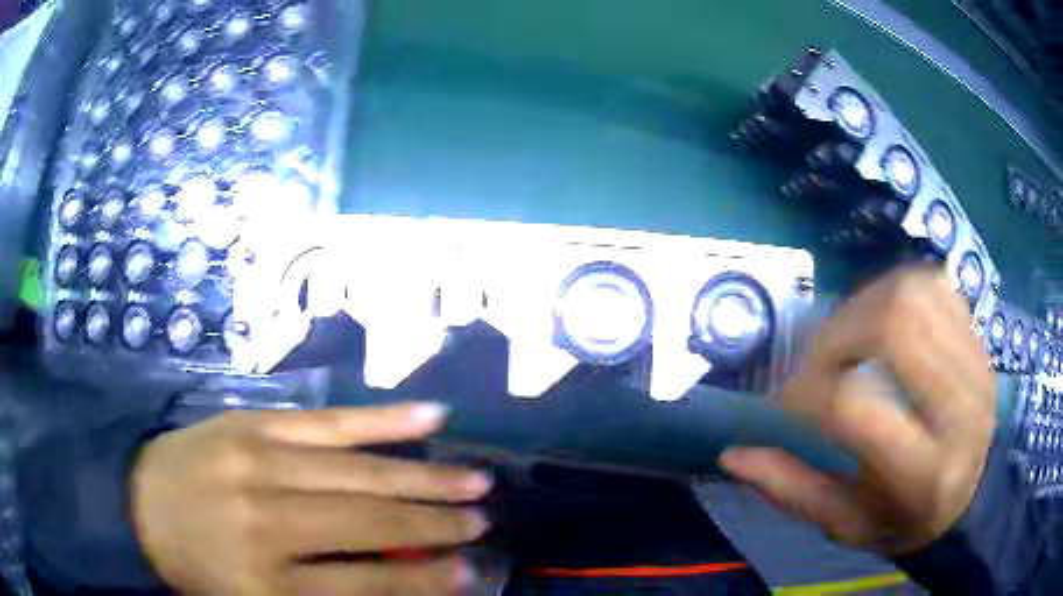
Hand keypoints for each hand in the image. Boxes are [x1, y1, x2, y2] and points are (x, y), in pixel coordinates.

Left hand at [131, 403, 491, 594]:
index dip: (422, 582)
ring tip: (475, 482)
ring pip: (358, 471)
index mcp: (265, 582)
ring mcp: (260, 461)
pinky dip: (383, 421)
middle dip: (434, 525)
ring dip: (424, 478)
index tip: (469, 575)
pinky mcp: (255, 422)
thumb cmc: (197, 567)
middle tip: (483, 522)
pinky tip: (431, 416)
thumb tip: (394, 588)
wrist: (137, 501)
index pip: (364, 586)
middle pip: (367, 524)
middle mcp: (266, 520)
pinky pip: (328, 422)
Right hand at [719, 266, 995, 554]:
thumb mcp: (846, 526)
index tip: (787, 402)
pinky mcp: (977, 336)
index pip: (856, 407)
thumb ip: (793, 491)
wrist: (973, 489)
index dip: (807, 393)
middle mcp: (957, 409)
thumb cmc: (905, 518)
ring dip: (864, 304)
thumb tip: (733, 454)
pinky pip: (933, 283)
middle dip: (838, 333)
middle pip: (895, 326)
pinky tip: (882, 319)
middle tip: (816, 361)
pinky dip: (896, 289)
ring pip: (913, 293)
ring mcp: (974, 362)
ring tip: (846, 338)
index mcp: (922, 473)